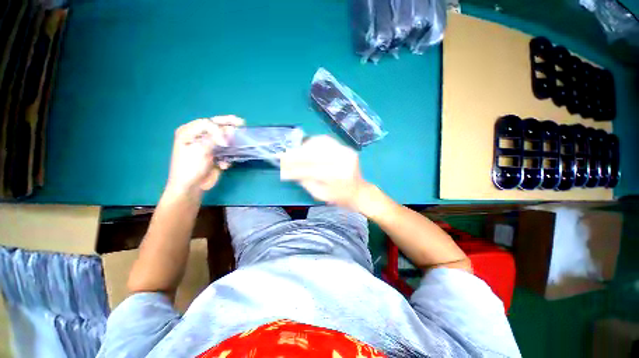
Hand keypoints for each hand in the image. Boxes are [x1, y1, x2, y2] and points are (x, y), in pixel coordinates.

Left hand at [165, 116, 243, 196]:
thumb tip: (230, 130)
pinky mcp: (214, 155)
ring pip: (222, 138)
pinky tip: (224, 165)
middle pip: (215, 126)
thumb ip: (214, 138)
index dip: (218, 130)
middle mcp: (197, 136)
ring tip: (240, 139)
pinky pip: (225, 151)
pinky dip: (228, 156)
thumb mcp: (200, 150)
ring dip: (230, 141)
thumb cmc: (190, 168)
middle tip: (241, 122)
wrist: (190, 187)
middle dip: (228, 124)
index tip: (224, 143)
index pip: (207, 123)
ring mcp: (207, 146)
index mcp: (189, 132)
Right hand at [280, 136, 369, 210]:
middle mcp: (343, 161)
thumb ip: (305, 182)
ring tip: (294, 152)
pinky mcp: (347, 148)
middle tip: (283, 157)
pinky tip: (306, 147)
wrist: (360, 192)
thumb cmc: (340, 198)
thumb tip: (290, 170)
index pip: (310, 170)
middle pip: (314, 154)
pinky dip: (314, 142)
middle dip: (296, 156)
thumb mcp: (320, 195)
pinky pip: (327, 141)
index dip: (294, 169)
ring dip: (304, 147)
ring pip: (320, 143)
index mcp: (337, 177)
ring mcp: (346, 152)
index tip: (282, 170)